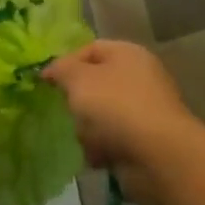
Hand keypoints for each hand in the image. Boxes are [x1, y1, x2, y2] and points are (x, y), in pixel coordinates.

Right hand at [44, 40, 194, 204]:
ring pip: (101, 113)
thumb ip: (60, 69)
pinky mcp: (145, 140)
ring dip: (86, 127)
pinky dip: (101, 147)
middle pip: (95, 83)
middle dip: (77, 99)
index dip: (65, 63)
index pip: (89, 49)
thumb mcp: (77, 78)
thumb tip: (51, 71)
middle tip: (65, 110)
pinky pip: (112, 138)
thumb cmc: (115, 106)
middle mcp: (140, 78)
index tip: (46, 82)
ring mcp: (144, 110)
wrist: (158, 156)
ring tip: (83, 137)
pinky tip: (95, 155)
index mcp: (128, 54)